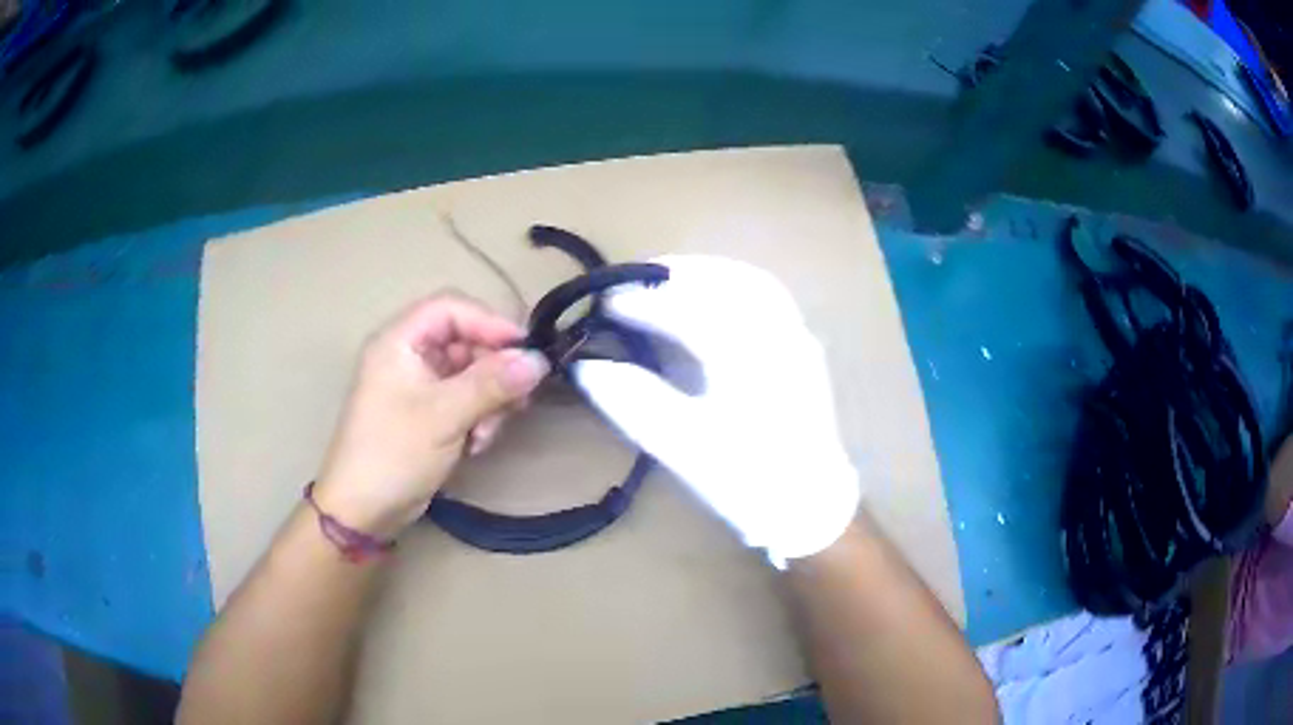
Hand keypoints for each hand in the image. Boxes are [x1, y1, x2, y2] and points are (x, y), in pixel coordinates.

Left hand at [315, 293, 548, 539]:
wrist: (361, 512)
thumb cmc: (393, 454)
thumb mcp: (444, 416)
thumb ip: (491, 384)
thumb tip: (538, 361)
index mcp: (399, 342)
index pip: (451, 309)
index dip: (490, 323)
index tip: (525, 352)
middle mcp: (408, 357)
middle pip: (465, 343)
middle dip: (493, 373)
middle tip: (517, 402)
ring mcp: (417, 387)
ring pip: (470, 375)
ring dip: (488, 402)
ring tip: (486, 435)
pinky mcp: (427, 415)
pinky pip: (463, 401)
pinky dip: (477, 419)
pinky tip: (476, 446)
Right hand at [573, 255, 860, 566]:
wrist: (810, 506)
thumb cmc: (747, 480)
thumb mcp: (682, 446)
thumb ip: (632, 401)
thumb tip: (587, 367)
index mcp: (747, 357)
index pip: (686, 310)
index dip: (640, 302)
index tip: (604, 302)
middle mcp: (777, 334)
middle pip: (723, 280)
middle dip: (674, 273)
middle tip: (631, 278)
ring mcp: (797, 337)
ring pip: (751, 282)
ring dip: (706, 272)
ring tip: (666, 279)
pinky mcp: (804, 349)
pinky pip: (769, 297)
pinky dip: (734, 285)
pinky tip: (713, 297)